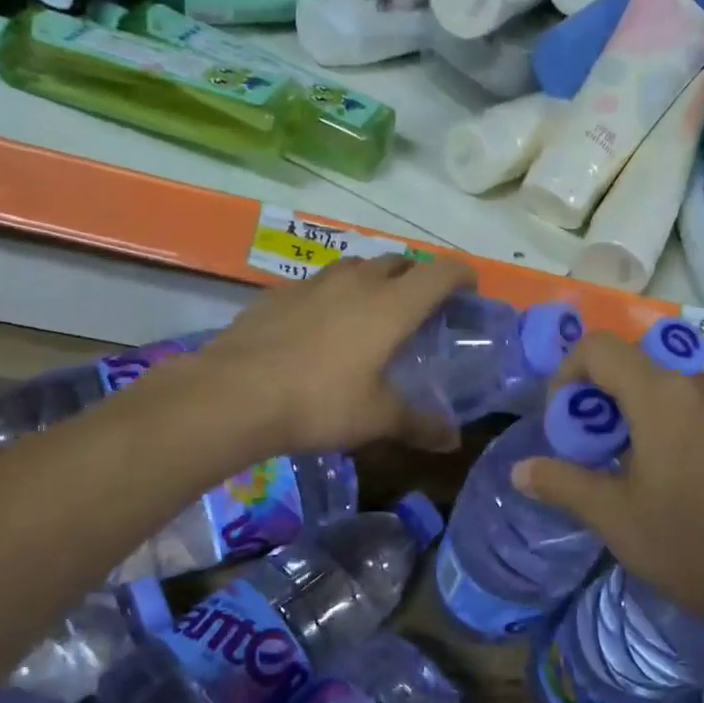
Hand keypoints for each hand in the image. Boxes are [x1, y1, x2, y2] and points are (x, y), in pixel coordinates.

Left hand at [192, 254, 472, 456]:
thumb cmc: (320, 403)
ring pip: (355, 268)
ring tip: (371, 313)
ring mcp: (312, 283)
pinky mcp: (277, 294)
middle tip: (421, 308)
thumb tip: (452, 441)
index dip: (461, 274)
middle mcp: (356, 282)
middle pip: (398, 261)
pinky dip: (332, 296)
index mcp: (391, 305)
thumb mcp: (376, 418)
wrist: (234, 395)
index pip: (439, 271)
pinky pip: (317, 284)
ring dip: (373, 281)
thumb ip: (419, 424)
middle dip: (417, 277)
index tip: (469, 288)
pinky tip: (320, 327)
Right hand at [512, 333, 703, 639]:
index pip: (600, 348)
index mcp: (662, 395)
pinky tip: (696, 482)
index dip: (569, 372)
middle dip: (609, 402)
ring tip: (648, 471)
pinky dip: (688, 429)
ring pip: (679, 392)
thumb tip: (521, 470)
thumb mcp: (615, 518)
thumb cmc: (693, 545)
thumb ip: (564, 483)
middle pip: (640, 370)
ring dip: (649, 416)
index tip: (567, 419)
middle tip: (602, 453)